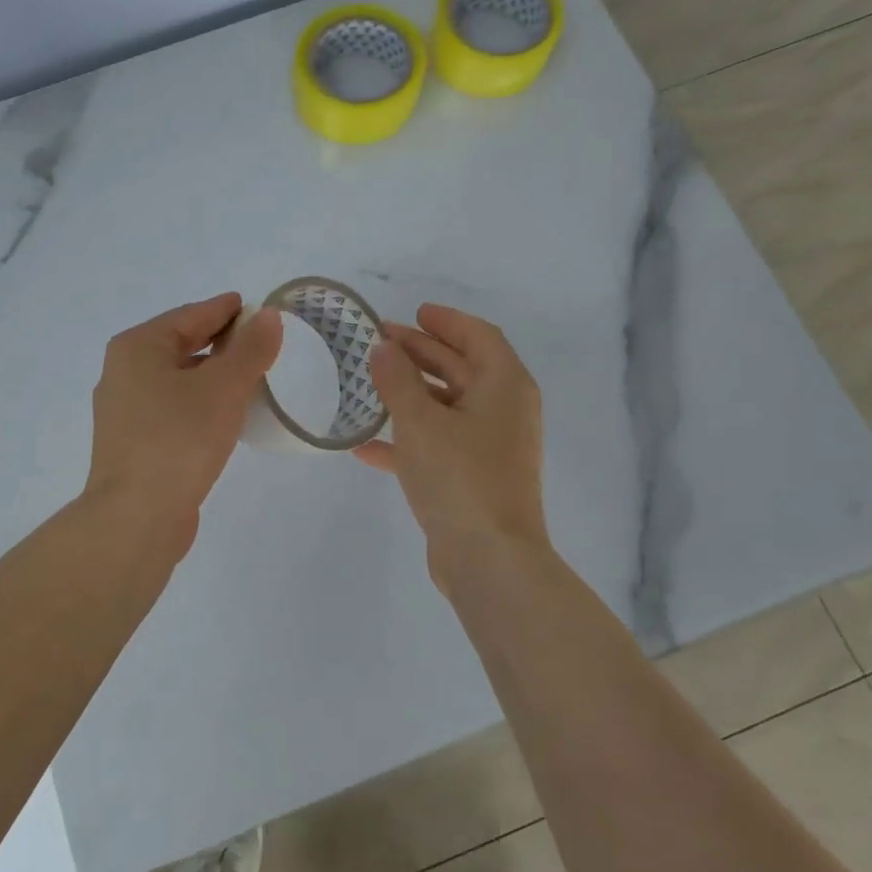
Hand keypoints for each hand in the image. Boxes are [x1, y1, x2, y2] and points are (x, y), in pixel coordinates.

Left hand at [85, 293, 282, 547]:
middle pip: (182, 345)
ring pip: (179, 380)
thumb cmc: (179, 439)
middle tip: (263, 344)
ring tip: (252, 379)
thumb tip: (267, 316)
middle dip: (223, 343)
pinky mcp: (135, 444)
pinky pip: (174, 409)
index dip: (228, 310)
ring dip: (213, 376)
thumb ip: (250, 349)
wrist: (136, 518)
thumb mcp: (224, 387)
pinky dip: (201, 404)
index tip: (259, 309)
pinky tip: (226, 416)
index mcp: (138, 347)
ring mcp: (125, 411)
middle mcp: (124, 372)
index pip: (192, 315)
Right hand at [354, 304, 550, 572]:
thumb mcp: (420, 421)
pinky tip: (367, 445)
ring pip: (447, 407)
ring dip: (411, 394)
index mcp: (505, 386)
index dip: (447, 321)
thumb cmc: (459, 476)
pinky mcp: (474, 478)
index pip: (479, 336)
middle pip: (461, 368)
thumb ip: (397, 380)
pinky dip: (408, 439)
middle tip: (380, 342)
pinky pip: (439, 444)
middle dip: (421, 353)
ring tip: (370, 383)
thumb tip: (383, 348)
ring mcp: (491, 447)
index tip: (414, 312)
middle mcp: (504, 411)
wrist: (489, 558)